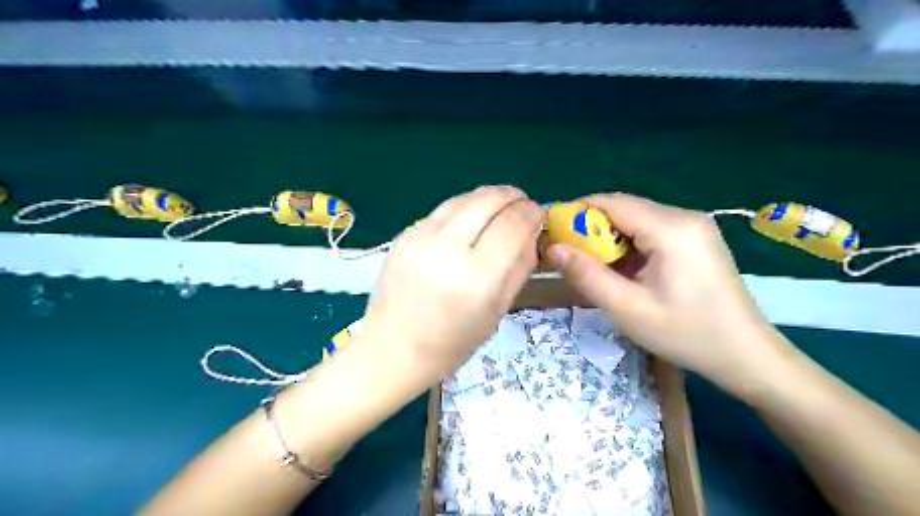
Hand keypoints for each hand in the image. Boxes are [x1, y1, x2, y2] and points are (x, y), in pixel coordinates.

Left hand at [357, 187, 543, 384]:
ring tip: (500, 206)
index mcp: (476, 279)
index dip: (531, 213)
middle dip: (512, 196)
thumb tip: (531, 232)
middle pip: (488, 200)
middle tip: (522, 204)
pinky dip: (465, 208)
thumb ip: (519, 267)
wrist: (392, 349)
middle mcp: (447, 250)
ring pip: (464, 198)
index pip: (513, 225)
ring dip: (489, 197)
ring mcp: (420, 238)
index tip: (538, 215)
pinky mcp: (404, 235)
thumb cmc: (452, 343)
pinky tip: (471, 220)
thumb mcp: (497, 311)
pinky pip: (443, 210)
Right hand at [548, 195, 795, 393]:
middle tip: (569, 254)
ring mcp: (693, 226)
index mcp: (671, 228)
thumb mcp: (628, 308)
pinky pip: (651, 231)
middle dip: (591, 227)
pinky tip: (622, 269)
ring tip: (593, 265)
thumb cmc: (687, 334)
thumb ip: (587, 275)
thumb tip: (553, 248)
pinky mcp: (695, 239)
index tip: (552, 232)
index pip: (612, 203)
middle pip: (624, 208)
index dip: (577, 212)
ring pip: (636, 220)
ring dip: (609, 237)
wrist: (746, 355)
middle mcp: (684, 217)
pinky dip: (628, 245)